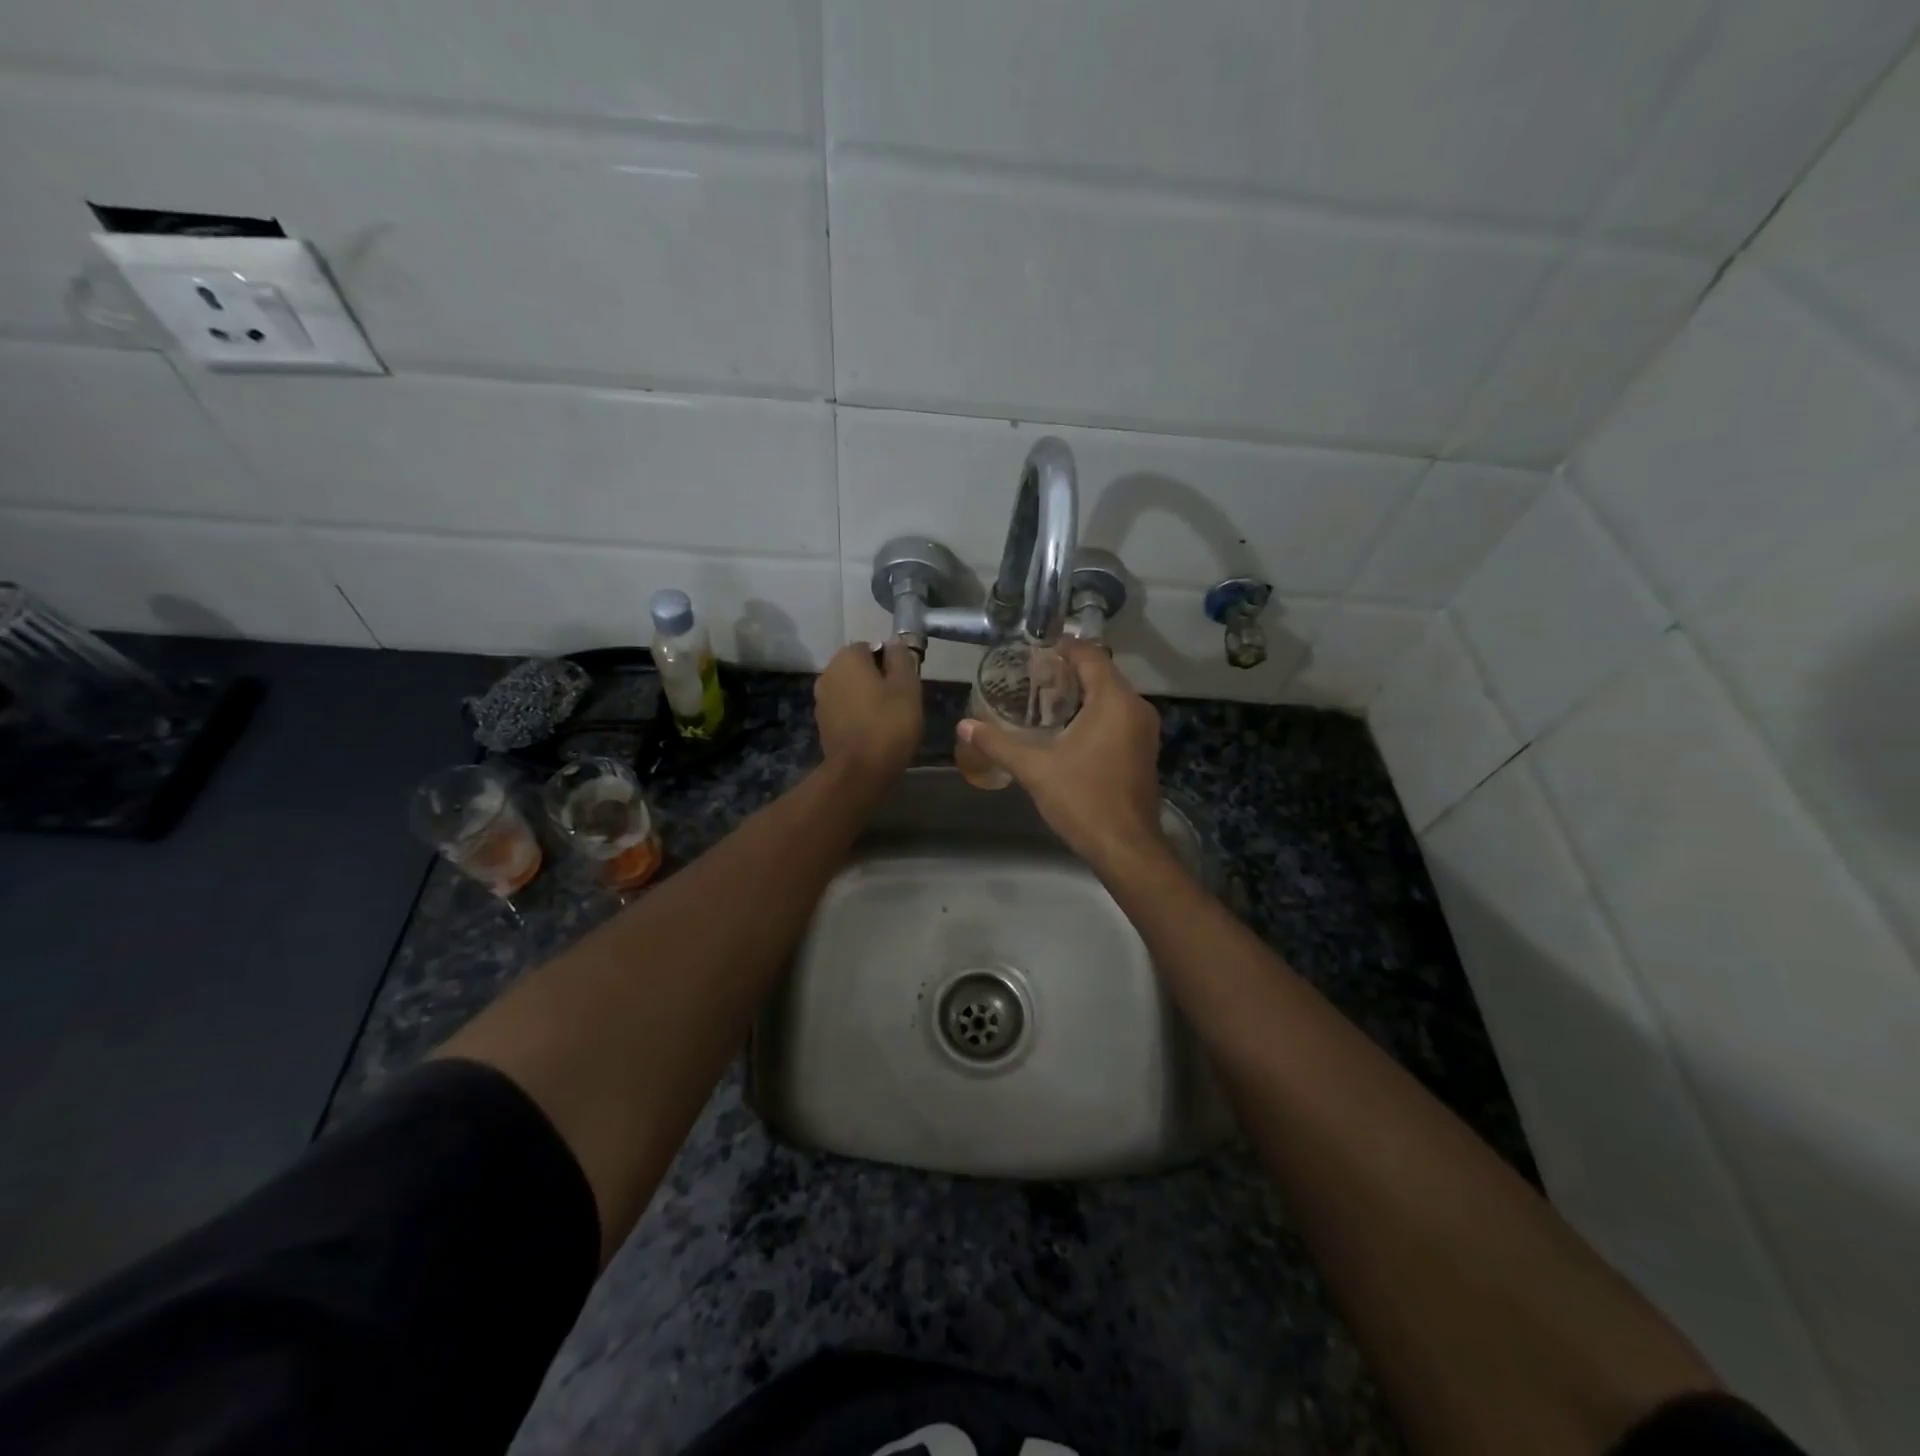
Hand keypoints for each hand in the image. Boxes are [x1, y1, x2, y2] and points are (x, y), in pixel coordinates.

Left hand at [815, 641, 923, 787]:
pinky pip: (845, 710)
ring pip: (851, 690)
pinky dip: (858, 715)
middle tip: (901, 701)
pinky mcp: (822, 724)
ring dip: (867, 698)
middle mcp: (828, 673)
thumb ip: (901, 658)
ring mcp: (821, 700)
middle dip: (878, 679)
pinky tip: (873, 732)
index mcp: (847, 658)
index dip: (891, 662)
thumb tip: (895, 643)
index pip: (871, 646)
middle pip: (859, 668)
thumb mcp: (907, 686)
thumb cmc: (888, 723)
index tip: (905, 682)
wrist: (860, 771)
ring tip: (889, 719)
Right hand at [958, 641, 1164, 869]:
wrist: (1125, 847)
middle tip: (1031, 674)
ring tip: (1043, 698)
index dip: (1063, 648)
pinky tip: (1066, 728)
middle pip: (1102, 673)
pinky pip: (1117, 716)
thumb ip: (998, 744)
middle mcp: (1136, 708)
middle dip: (1068, 670)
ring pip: (1111, 696)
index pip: (1091, 655)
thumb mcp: (1035, 769)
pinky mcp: (1143, 750)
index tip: (1034, 649)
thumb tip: (963, 726)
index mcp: (1115, 701)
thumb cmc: (1083, 799)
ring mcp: (1144, 730)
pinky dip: (1094, 712)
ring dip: (1081, 692)